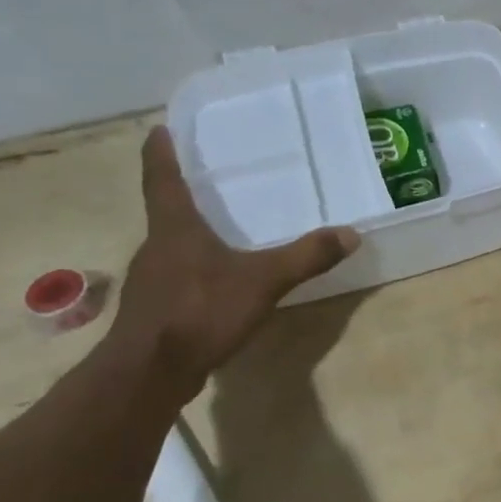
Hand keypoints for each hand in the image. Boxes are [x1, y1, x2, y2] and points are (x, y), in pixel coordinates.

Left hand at [110, 128, 358, 394]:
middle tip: (206, 179)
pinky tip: (217, 282)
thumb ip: (307, 257)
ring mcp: (152, 280)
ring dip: (190, 234)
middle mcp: (156, 248)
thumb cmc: (200, 312)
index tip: (157, 128)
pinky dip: (195, 268)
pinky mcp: (155, 310)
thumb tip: (351, 234)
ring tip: (218, 229)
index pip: (163, 180)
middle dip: (183, 195)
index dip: (160, 154)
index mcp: (175, 229)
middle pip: (166, 212)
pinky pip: (177, 276)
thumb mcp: (264, 281)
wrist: (149, 373)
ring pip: (172, 246)